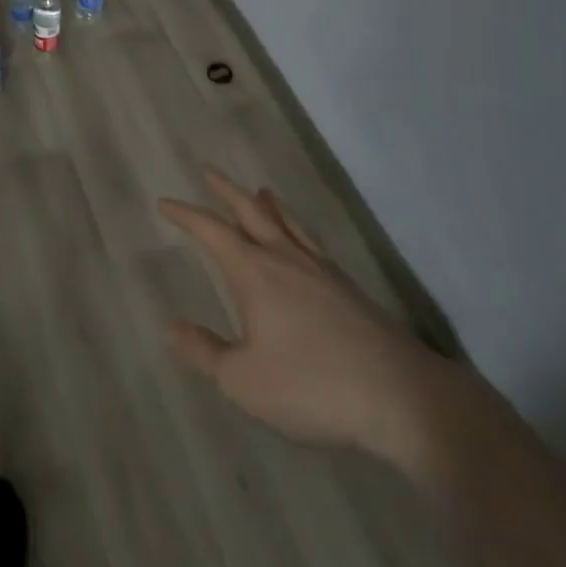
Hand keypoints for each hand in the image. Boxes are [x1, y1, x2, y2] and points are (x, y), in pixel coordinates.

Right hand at [159, 169, 458, 467]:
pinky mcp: (348, 288)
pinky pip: (311, 241)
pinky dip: (297, 228)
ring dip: (266, 204)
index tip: (164, 203)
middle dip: (225, 189)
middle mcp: (285, 258)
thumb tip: (171, 327)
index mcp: (254, 272)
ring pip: (286, 223)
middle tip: (207, 169)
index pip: (211, 231)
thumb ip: (205, 352)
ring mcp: (320, 270)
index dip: (185, 215)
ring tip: (260, 190)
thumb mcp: (245, 381)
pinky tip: (302, 241)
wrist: (400, 397)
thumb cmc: (312, 386)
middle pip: (251, 211)